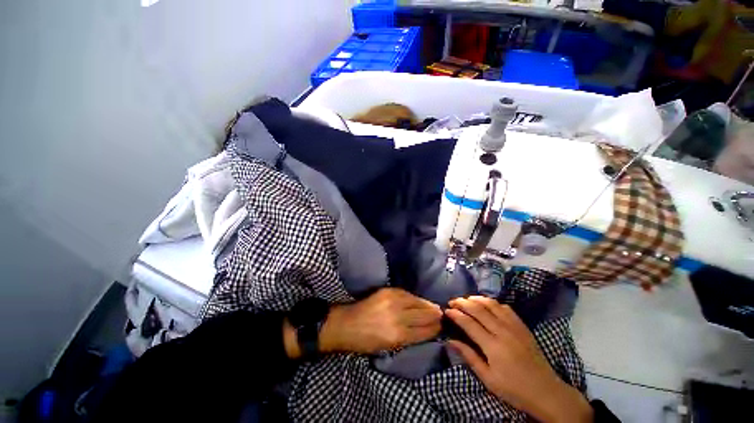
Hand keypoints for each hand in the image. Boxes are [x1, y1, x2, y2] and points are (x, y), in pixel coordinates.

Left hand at [320, 288, 442, 353]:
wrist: (346, 324)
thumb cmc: (365, 342)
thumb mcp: (388, 347)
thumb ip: (407, 338)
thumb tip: (424, 331)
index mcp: (398, 336)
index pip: (424, 331)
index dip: (435, 328)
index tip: (442, 326)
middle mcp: (398, 317)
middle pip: (423, 315)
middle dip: (434, 315)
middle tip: (442, 315)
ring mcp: (392, 301)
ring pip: (417, 302)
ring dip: (427, 305)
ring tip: (435, 306)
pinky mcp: (387, 291)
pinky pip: (407, 293)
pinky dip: (415, 297)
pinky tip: (420, 299)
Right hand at [446, 297, 592, 422]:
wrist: (546, 392)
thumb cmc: (514, 389)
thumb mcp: (488, 379)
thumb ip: (469, 357)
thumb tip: (450, 341)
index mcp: (493, 346)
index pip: (469, 323)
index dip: (456, 314)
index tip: (446, 310)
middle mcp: (503, 332)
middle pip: (478, 309)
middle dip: (462, 302)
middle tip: (452, 301)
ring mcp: (514, 327)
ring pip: (492, 304)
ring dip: (476, 299)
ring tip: (466, 299)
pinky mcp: (523, 327)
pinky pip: (506, 308)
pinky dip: (493, 303)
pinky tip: (487, 305)